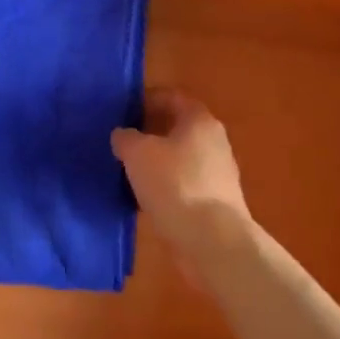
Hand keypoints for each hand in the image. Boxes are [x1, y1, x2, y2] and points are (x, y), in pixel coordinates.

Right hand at [111, 90, 253, 271]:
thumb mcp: (137, 153)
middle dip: (149, 132)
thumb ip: (126, 138)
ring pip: (179, 158)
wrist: (213, 241)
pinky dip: (165, 187)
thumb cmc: (175, 184)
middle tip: (121, 140)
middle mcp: (214, 141)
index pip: (172, 97)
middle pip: (177, 127)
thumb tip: (124, 136)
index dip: (146, 99)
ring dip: (156, 162)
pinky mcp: (215, 202)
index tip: (123, 110)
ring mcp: (218, 174)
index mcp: (199, 120)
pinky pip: (184, 185)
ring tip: (127, 171)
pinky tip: (144, 198)